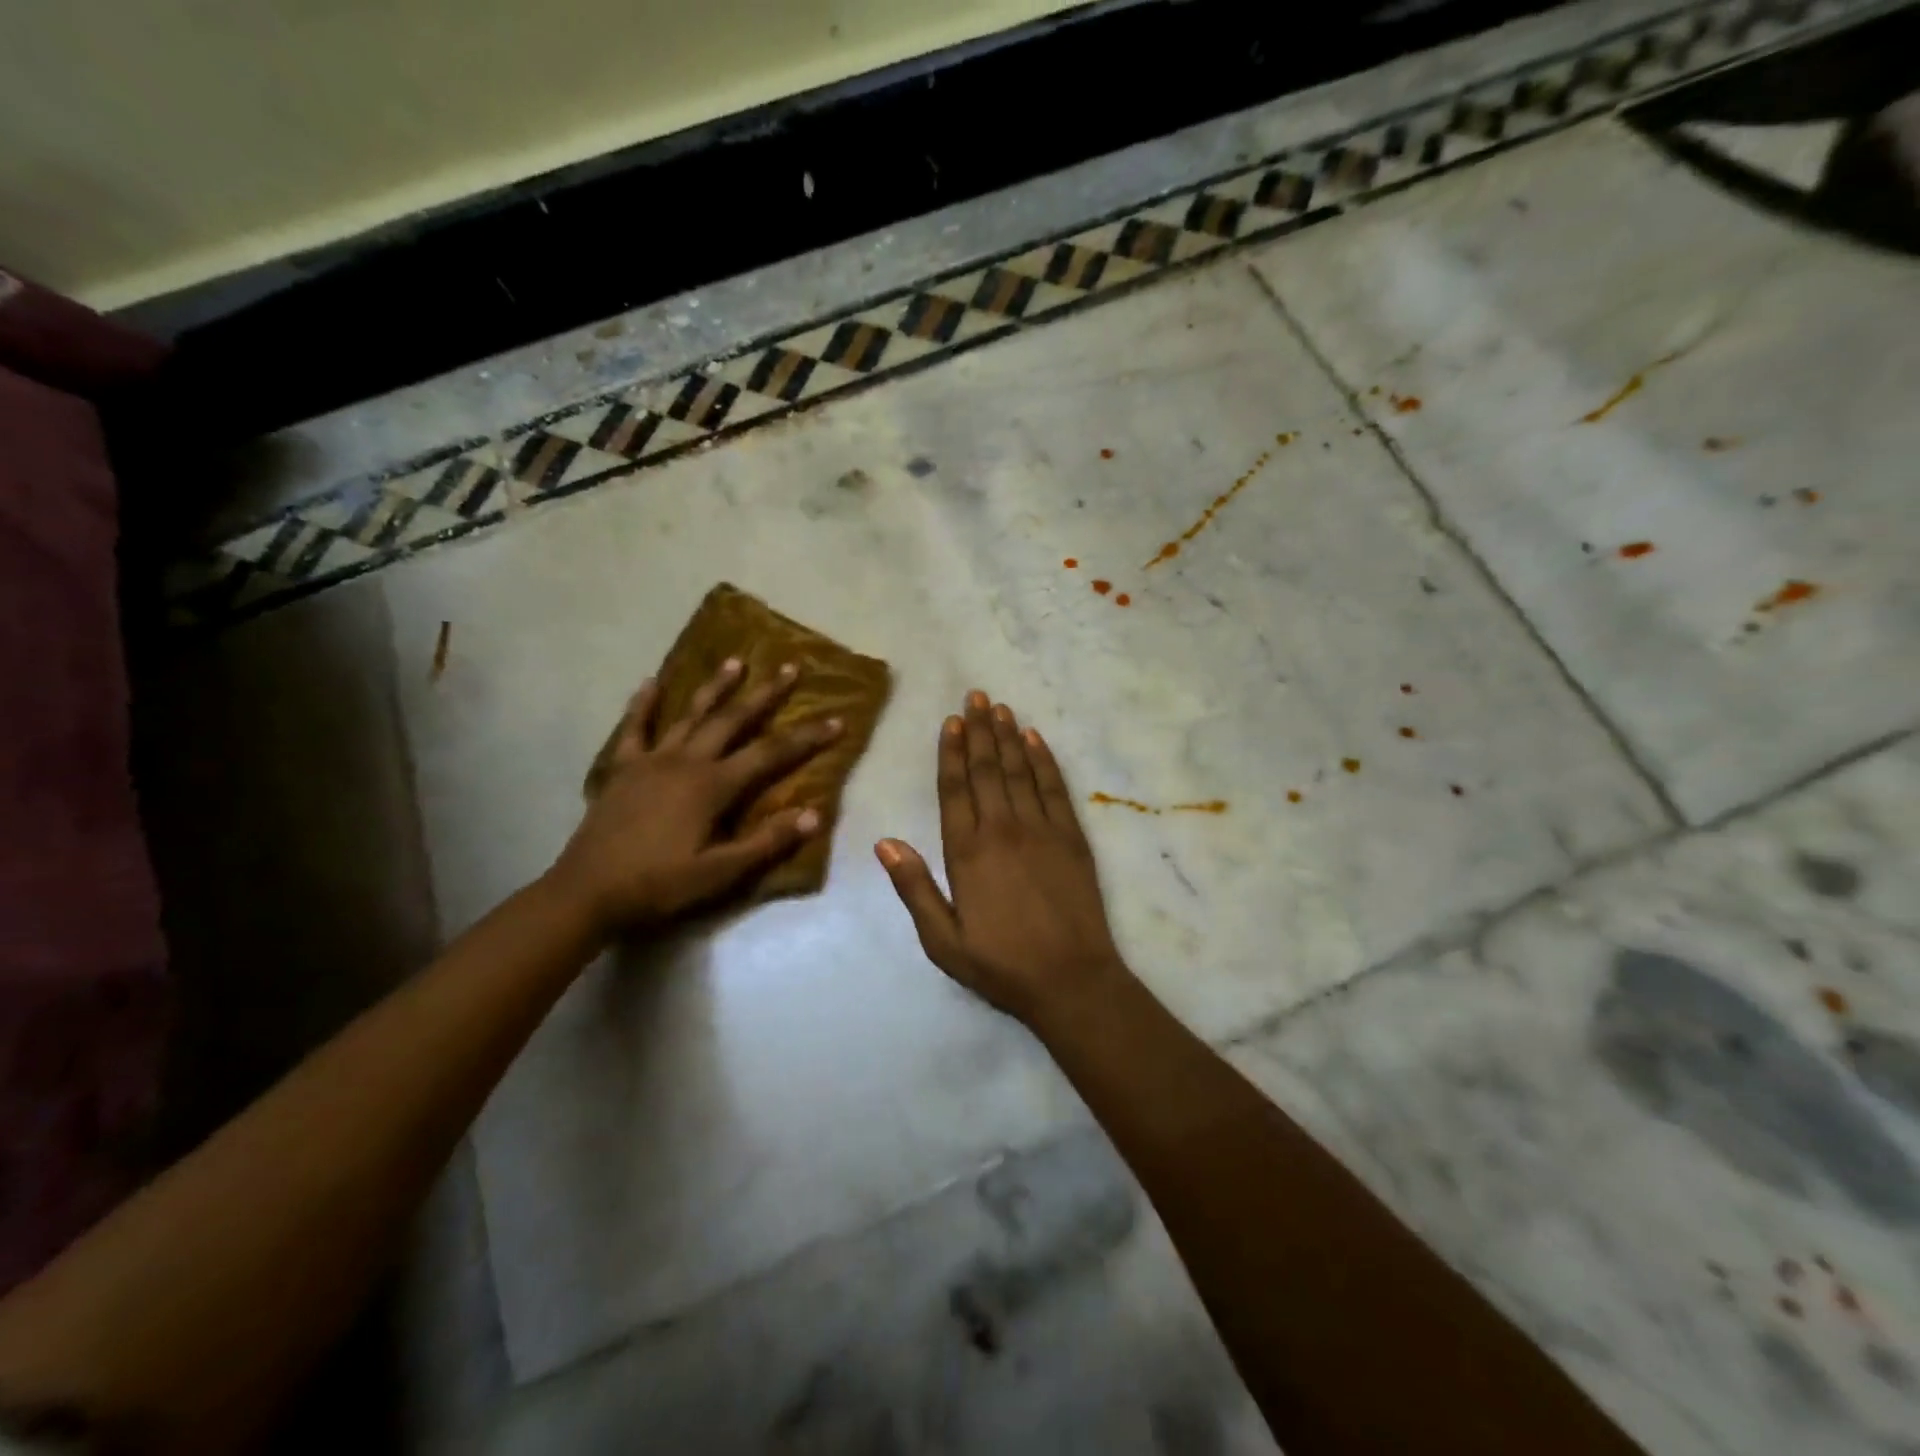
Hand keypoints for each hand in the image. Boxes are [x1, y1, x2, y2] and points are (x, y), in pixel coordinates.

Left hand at [548, 659, 841, 935]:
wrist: (586, 892)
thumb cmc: (658, 885)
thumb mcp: (719, 873)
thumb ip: (766, 842)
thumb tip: (815, 814)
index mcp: (713, 786)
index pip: (771, 754)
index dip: (806, 737)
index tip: (837, 718)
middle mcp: (686, 761)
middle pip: (733, 720)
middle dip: (765, 694)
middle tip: (790, 667)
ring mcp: (651, 760)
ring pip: (690, 715)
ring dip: (715, 687)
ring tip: (735, 661)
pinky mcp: (623, 768)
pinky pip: (634, 728)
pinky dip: (644, 704)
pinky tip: (651, 682)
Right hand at [876, 692, 1129, 1025]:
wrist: (1072, 981)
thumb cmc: (1001, 965)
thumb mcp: (943, 940)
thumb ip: (914, 888)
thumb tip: (884, 842)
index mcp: (967, 854)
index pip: (955, 791)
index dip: (951, 753)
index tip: (951, 722)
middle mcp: (1003, 831)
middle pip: (987, 770)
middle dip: (979, 731)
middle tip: (975, 696)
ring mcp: (1041, 831)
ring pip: (1020, 771)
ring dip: (1008, 736)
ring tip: (999, 707)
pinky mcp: (1072, 838)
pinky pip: (1054, 789)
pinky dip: (1044, 761)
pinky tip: (1036, 739)